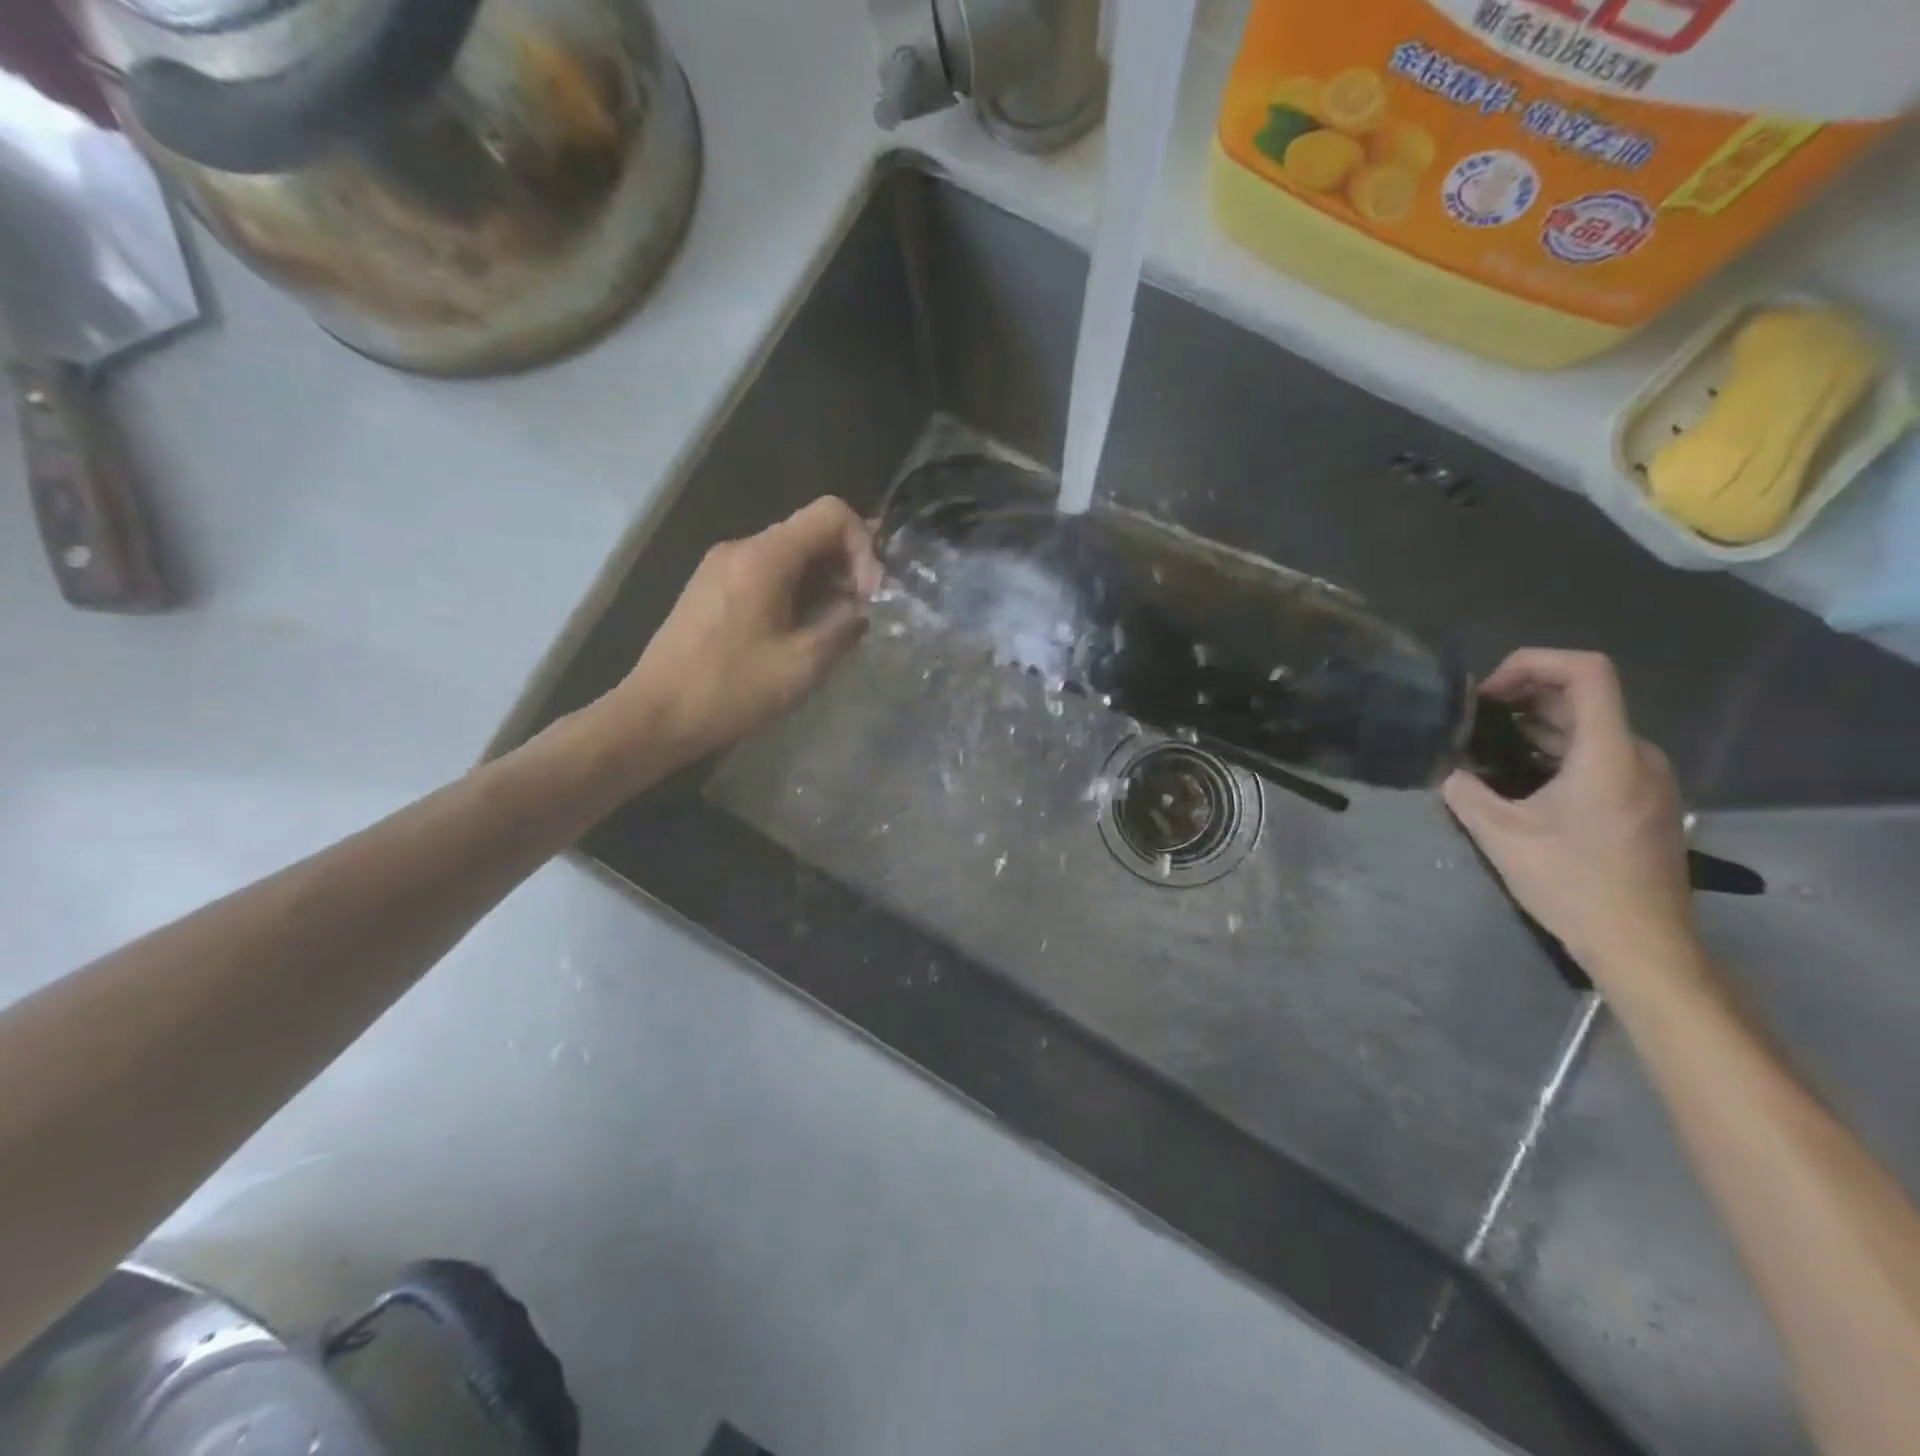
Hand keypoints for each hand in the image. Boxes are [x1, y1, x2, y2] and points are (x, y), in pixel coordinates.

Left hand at [609, 498, 881, 766]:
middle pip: (810, 532)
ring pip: (790, 554)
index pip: (830, 514)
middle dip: (847, 565)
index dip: (864, 546)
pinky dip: (796, 590)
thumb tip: (863, 612)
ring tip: (838, 624)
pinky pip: (766, 572)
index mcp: (764, 557)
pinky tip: (802, 629)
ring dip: (823, 581)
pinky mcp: (711, 588)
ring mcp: (721, 566)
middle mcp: (741, 548)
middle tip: (863, 611)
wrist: (655, 715)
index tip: (870, 594)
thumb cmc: (729, 689)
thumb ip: (843, 628)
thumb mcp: (801, 665)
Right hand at [1442, 650, 1695, 977]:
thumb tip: (1449, 772)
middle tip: (1471, 722)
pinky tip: (1516, 780)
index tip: (1487, 692)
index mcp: (1610, 754)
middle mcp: (1637, 756)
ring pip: (1587, 730)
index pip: (1586, 671)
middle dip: (1521, 698)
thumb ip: (1465, 793)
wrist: (1643, 946)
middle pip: (1582, 698)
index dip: (1533, 662)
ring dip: (1533, 728)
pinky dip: (1552, 753)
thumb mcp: (1501, 837)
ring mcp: (1646, 780)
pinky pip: (1596, 757)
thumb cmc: (1574, 885)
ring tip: (1483, 750)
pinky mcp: (1643, 802)